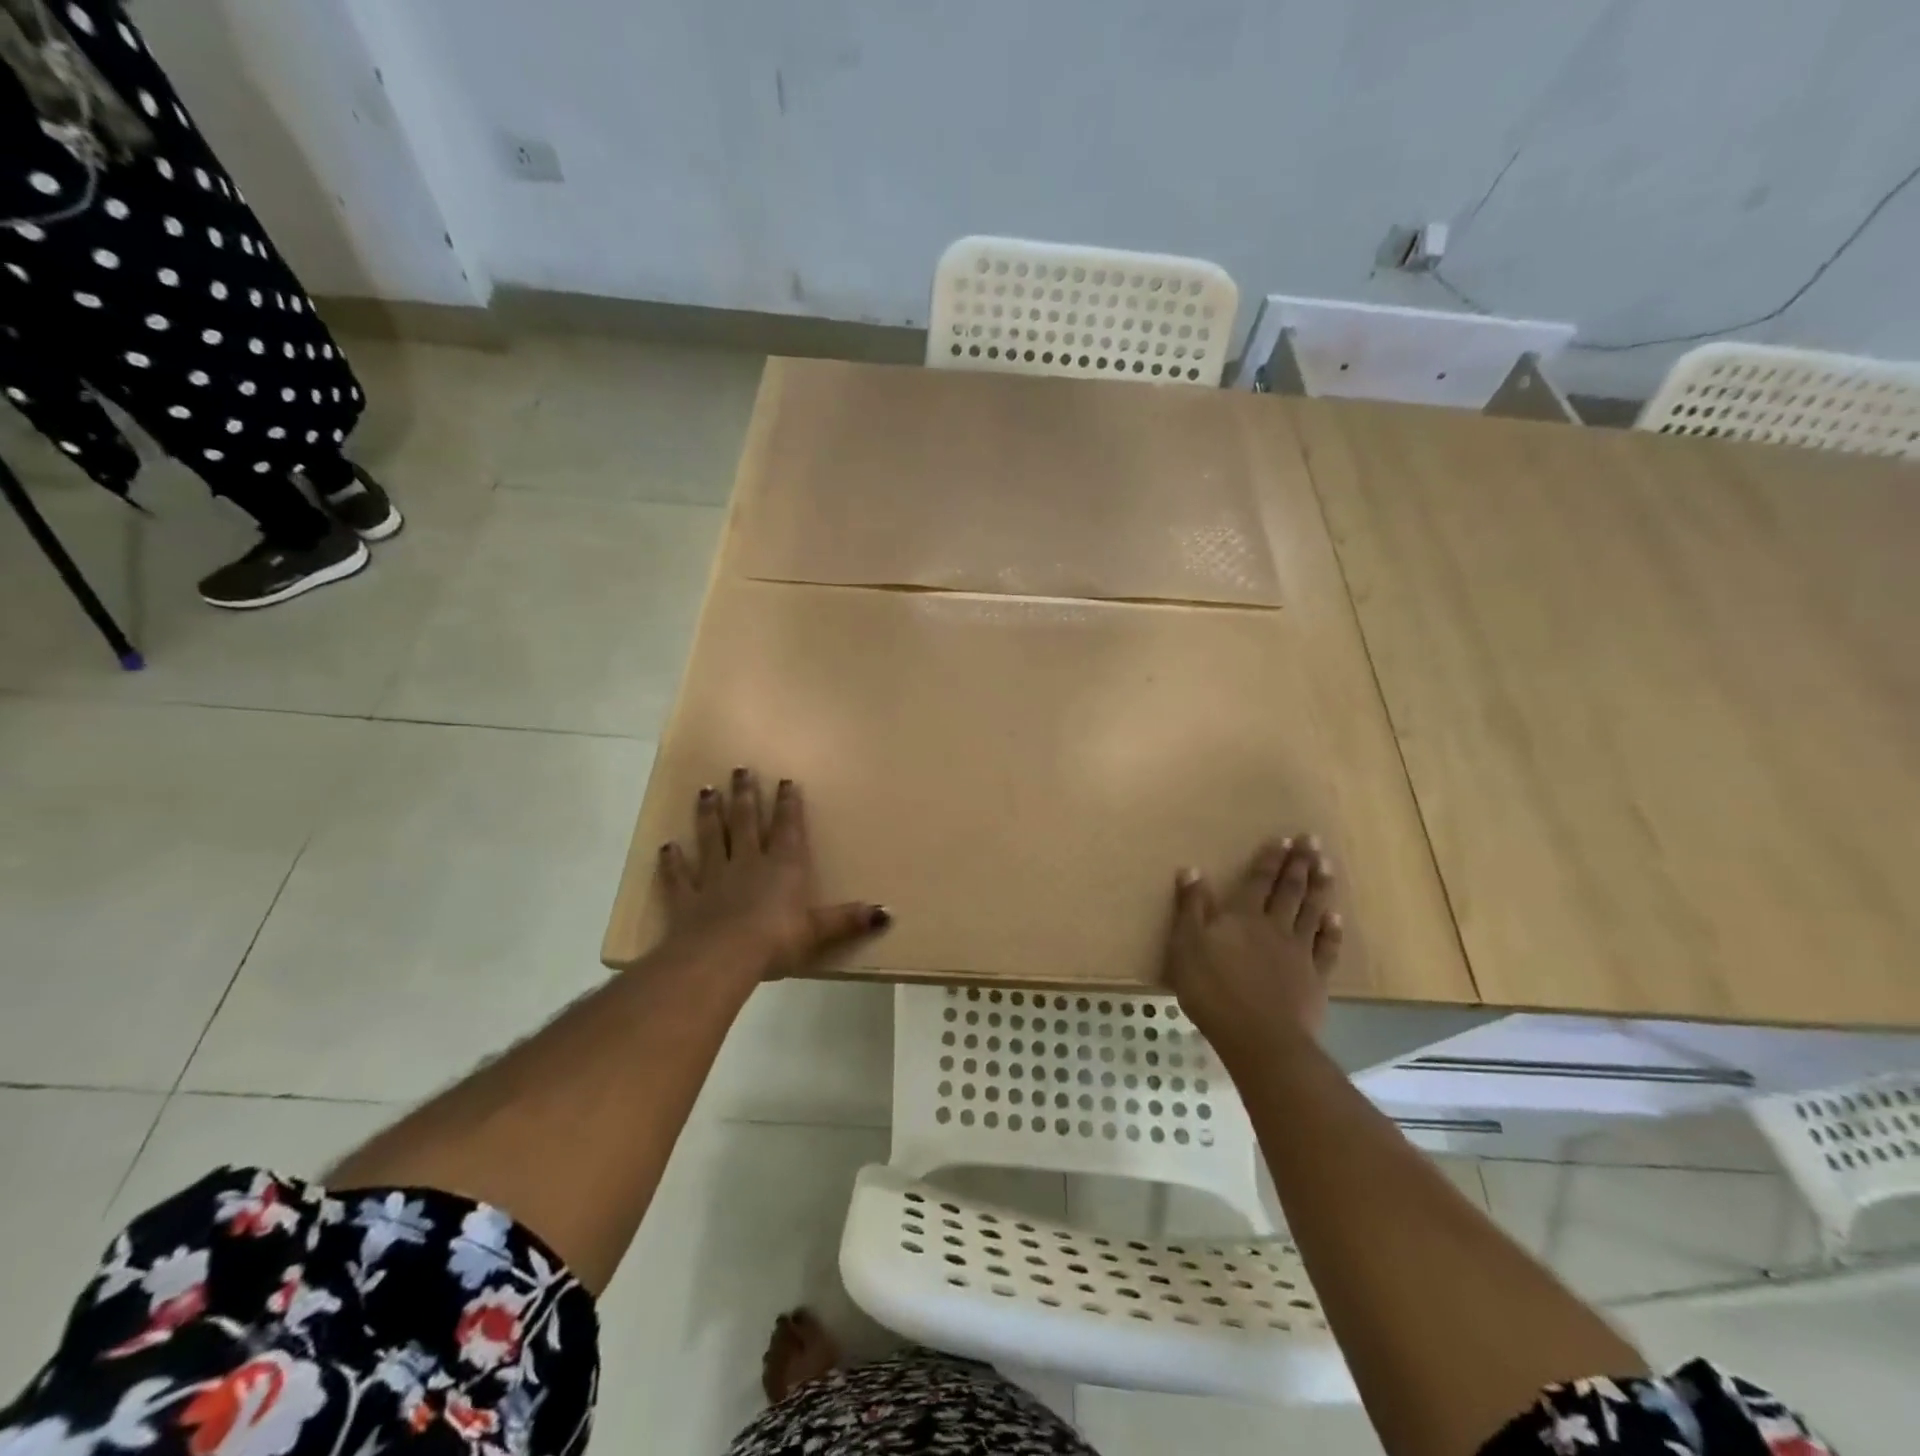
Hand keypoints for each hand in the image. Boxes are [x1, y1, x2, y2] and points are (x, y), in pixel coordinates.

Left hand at [656, 769, 889, 979]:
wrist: (721, 957)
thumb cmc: (776, 941)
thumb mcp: (818, 932)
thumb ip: (848, 920)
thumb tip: (887, 912)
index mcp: (782, 867)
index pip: (787, 828)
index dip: (788, 804)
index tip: (784, 780)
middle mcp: (748, 863)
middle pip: (746, 822)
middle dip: (745, 795)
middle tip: (739, 769)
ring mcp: (714, 878)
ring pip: (712, 838)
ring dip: (709, 814)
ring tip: (706, 791)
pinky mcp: (687, 899)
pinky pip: (678, 876)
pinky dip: (672, 862)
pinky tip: (667, 847)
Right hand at [1165, 836, 1342, 1058]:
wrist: (1260, 1038)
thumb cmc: (1214, 991)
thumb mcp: (1187, 946)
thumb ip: (1191, 908)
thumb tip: (1191, 870)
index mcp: (1243, 917)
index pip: (1259, 880)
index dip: (1270, 859)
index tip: (1285, 839)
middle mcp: (1274, 926)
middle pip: (1290, 890)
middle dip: (1299, 864)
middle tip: (1312, 841)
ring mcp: (1299, 952)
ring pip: (1311, 912)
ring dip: (1319, 887)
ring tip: (1327, 866)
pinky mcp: (1315, 979)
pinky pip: (1326, 947)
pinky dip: (1331, 930)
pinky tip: (1335, 917)